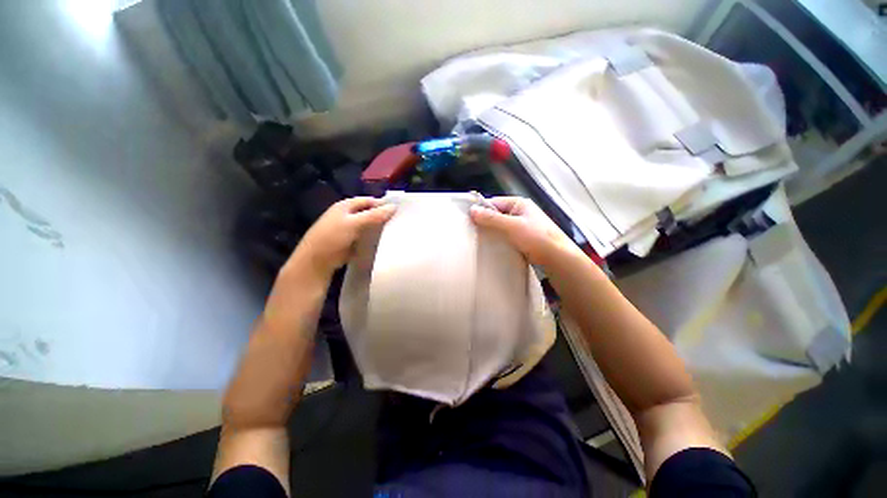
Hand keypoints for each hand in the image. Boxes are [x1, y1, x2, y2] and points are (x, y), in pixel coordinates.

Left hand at [286, 197, 395, 276]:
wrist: (315, 262)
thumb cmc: (332, 238)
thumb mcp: (354, 224)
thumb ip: (374, 215)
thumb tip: (394, 207)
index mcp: (345, 206)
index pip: (368, 200)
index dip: (381, 204)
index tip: (397, 211)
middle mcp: (346, 215)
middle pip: (368, 213)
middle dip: (381, 217)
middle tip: (397, 222)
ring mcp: (346, 229)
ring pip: (367, 225)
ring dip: (377, 228)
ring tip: (393, 232)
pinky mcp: (348, 241)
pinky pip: (364, 237)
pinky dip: (372, 238)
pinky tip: (382, 242)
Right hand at [470, 197, 580, 265]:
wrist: (558, 258)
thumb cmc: (536, 238)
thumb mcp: (512, 226)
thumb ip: (492, 218)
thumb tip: (472, 210)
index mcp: (520, 204)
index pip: (494, 202)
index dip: (481, 210)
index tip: (468, 220)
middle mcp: (521, 212)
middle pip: (497, 214)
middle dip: (485, 222)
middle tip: (471, 232)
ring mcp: (523, 226)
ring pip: (501, 227)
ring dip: (492, 232)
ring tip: (478, 240)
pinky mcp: (523, 238)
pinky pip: (506, 236)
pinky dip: (499, 240)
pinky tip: (491, 247)